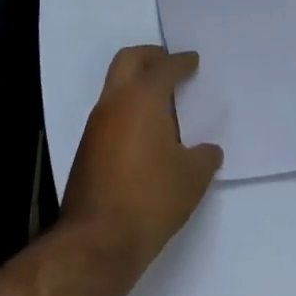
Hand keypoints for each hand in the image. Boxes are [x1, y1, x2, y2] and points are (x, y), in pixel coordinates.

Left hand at [58, 47, 223, 271]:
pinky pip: (111, 113)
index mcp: (142, 99)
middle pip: (128, 60)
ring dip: (137, 84)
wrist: (98, 240)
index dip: (181, 62)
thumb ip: (204, 156)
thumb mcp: (192, 178)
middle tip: (170, 63)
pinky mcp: (87, 148)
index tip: (192, 61)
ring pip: (115, 86)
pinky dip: (129, 109)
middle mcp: (114, 103)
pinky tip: (147, 132)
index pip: (164, 68)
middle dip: (150, 56)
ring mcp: (96, 125)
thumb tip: (208, 151)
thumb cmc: (151, 198)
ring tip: (163, 102)